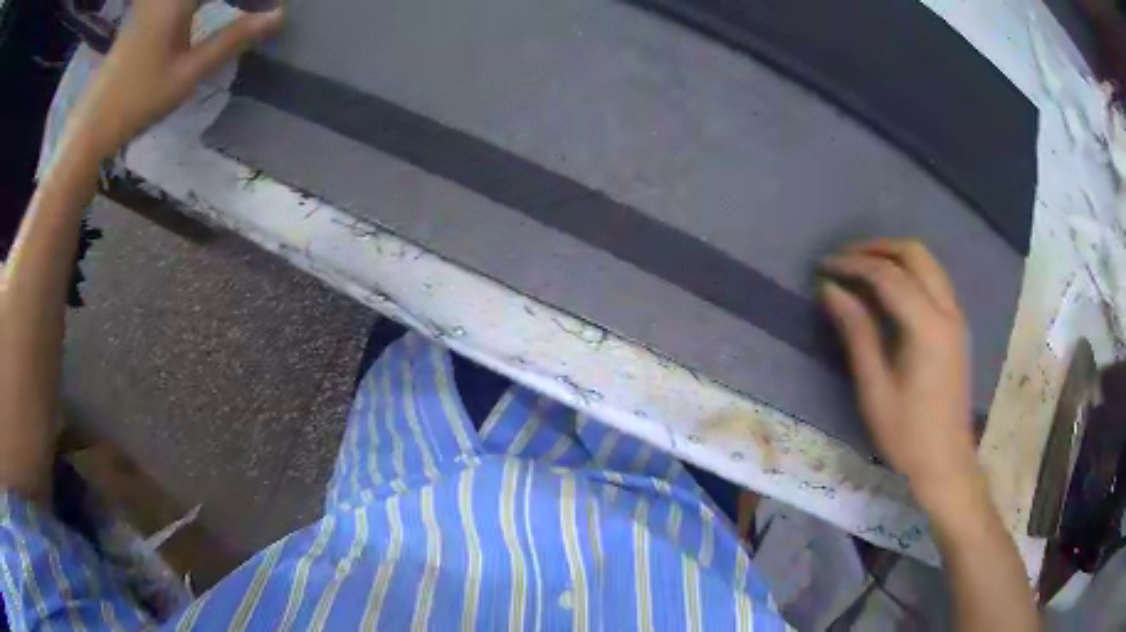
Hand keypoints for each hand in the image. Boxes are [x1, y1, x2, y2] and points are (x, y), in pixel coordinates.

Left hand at [64, 0, 282, 159]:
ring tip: (237, 10)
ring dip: (212, 2)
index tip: (268, 7)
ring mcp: (152, 1)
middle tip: (251, 9)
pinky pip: (176, 0)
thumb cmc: (138, 101)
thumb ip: (233, 39)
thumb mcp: (188, 73)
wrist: (91, 124)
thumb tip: (278, 16)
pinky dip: (196, 3)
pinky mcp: (143, 10)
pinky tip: (201, 11)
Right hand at [820, 239, 982, 511]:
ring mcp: (956, 316)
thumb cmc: (906, 433)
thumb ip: (857, 332)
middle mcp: (947, 310)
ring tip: (864, 267)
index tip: (824, 266)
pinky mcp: (957, 326)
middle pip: (914, 254)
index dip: (853, 265)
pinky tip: (892, 290)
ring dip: (895, 256)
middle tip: (845, 259)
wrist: (946, 461)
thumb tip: (831, 290)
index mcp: (927, 327)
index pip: (887, 276)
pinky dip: (911, 271)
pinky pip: (935, 279)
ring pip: (928, 262)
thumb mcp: (874, 388)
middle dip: (877, 248)